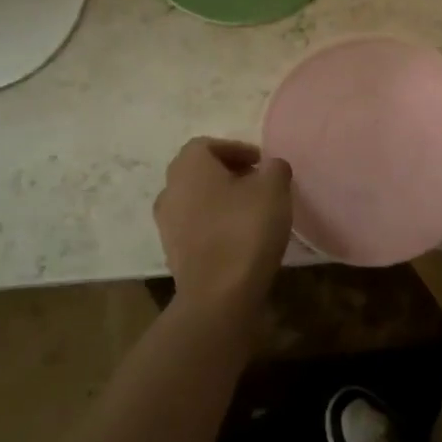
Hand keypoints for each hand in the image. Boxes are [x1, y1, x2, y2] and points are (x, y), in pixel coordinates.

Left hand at [153, 138, 291, 314]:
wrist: (218, 296)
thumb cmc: (245, 230)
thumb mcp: (274, 188)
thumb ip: (274, 167)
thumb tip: (270, 167)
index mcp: (189, 166)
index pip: (208, 145)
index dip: (236, 149)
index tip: (261, 163)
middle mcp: (170, 189)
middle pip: (199, 171)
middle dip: (228, 173)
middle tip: (258, 183)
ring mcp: (167, 224)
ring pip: (196, 199)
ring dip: (221, 200)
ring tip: (252, 211)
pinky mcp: (173, 252)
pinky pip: (195, 226)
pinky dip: (214, 224)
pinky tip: (239, 237)